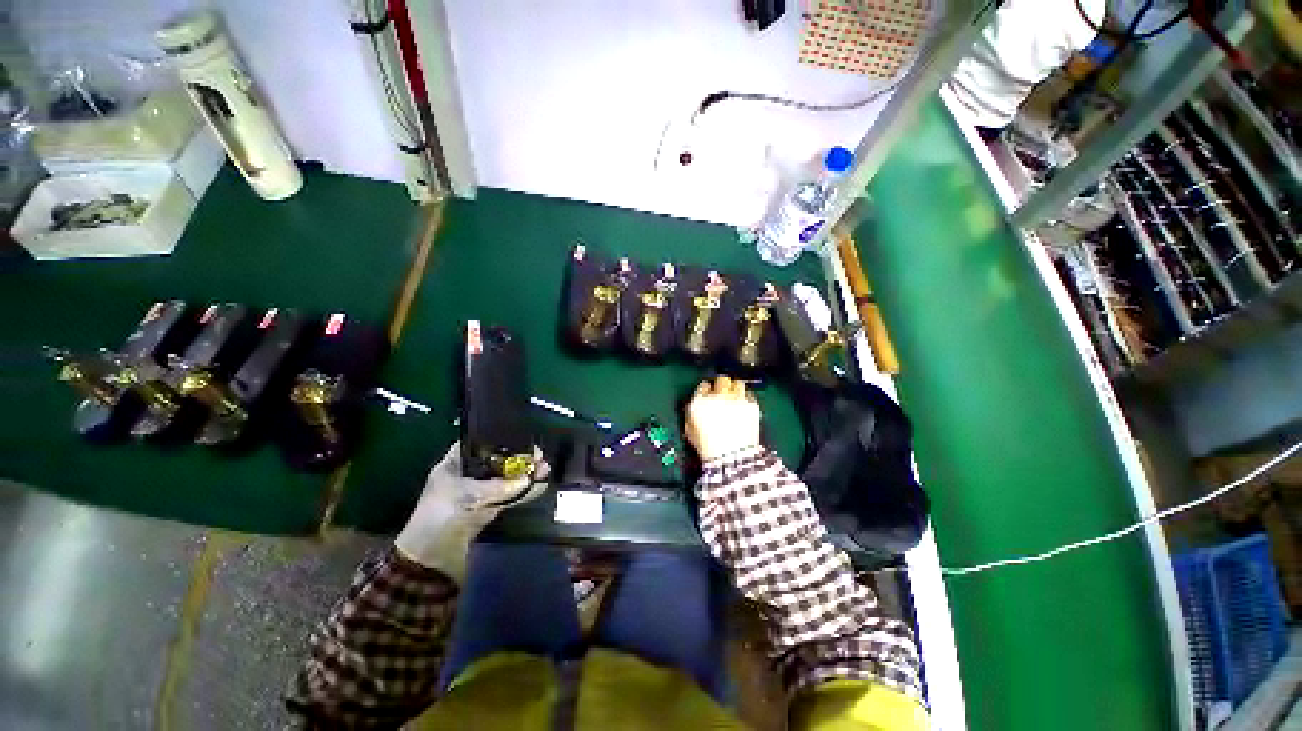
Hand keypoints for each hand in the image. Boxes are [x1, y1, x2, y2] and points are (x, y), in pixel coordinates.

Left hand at [395, 442, 548, 579]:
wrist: (430, 560)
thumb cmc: (438, 517)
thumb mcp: (465, 496)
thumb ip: (497, 486)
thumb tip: (527, 480)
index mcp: (455, 464)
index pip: (480, 443)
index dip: (501, 438)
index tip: (523, 437)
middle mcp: (468, 475)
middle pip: (498, 460)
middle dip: (519, 457)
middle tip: (539, 456)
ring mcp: (479, 492)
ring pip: (506, 478)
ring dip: (525, 474)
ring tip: (545, 469)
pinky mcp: (488, 509)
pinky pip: (510, 496)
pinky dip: (524, 492)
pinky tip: (540, 486)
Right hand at [686, 375, 761, 461]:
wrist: (732, 458)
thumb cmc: (707, 447)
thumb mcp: (690, 429)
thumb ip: (692, 411)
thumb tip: (698, 403)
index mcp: (700, 401)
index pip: (703, 386)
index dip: (706, 390)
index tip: (708, 395)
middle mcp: (718, 396)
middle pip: (721, 379)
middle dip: (721, 385)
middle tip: (722, 393)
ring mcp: (737, 399)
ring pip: (737, 383)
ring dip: (735, 389)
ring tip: (735, 397)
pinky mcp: (752, 405)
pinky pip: (749, 394)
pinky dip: (746, 398)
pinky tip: (743, 407)